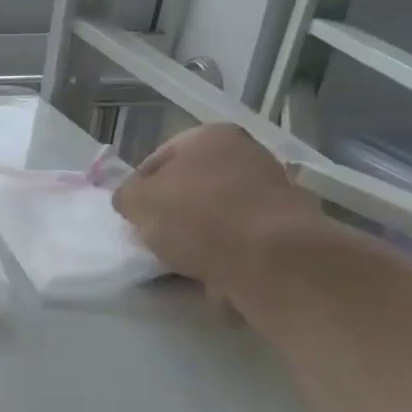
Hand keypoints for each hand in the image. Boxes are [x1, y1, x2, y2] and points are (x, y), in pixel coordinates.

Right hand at [112, 123, 318, 291]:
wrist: (272, 261)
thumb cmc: (198, 217)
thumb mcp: (138, 201)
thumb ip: (127, 196)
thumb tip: (132, 201)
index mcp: (210, 135)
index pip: (158, 159)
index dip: (139, 189)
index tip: (132, 217)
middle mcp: (246, 155)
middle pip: (190, 187)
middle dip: (171, 214)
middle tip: (154, 240)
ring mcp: (271, 193)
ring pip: (214, 216)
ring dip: (196, 238)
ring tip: (178, 264)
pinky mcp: (285, 232)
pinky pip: (238, 242)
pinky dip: (222, 257)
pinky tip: (207, 276)